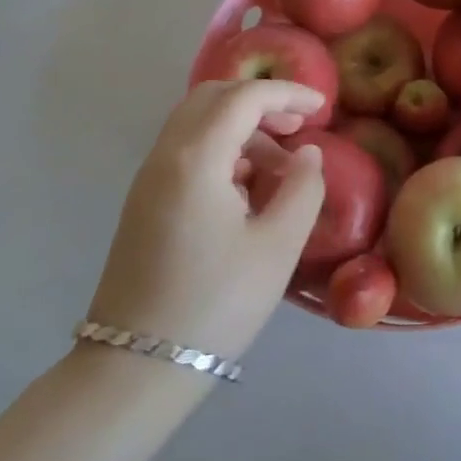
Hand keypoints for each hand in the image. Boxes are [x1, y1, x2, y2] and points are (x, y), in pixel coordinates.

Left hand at [86, 79, 325, 361]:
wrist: (137, 368)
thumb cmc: (217, 303)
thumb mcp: (278, 245)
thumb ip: (303, 187)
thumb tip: (308, 153)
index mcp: (196, 158)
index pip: (245, 97)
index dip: (288, 93)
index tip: (323, 107)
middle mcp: (165, 156)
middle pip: (213, 98)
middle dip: (260, 102)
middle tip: (298, 127)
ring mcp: (148, 180)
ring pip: (197, 124)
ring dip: (241, 128)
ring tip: (281, 168)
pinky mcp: (144, 204)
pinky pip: (186, 153)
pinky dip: (222, 150)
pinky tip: (248, 190)